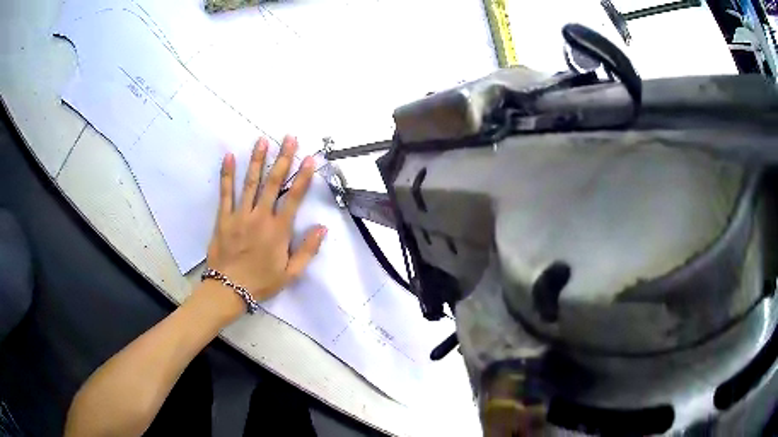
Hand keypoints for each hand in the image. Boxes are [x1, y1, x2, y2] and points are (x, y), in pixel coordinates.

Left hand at [206, 135, 326, 301]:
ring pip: (250, 183)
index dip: (303, 177)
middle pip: (272, 183)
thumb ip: (307, 250)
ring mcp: (240, 215)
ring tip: (262, 140)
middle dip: (282, 159)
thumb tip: (322, 228)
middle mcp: (260, 217)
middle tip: (288, 138)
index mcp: (278, 230)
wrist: (228, 290)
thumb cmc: (261, 283)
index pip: (293, 198)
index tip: (310, 158)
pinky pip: (225, 193)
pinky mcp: (223, 218)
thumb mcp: (290, 274)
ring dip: (257, 160)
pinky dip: (227, 174)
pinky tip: (228, 156)